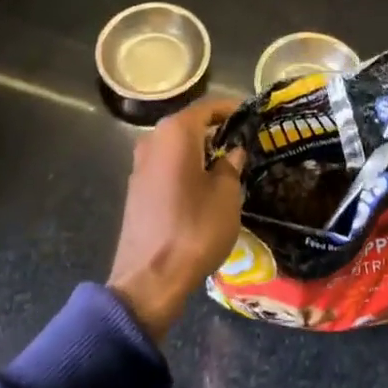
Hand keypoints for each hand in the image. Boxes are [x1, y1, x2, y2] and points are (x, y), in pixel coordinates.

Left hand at [108, 98, 245, 342]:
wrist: (148, 280)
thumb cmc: (194, 229)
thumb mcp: (226, 195)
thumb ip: (231, 166)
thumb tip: (232, 152)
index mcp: (176, 132)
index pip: (208, 106)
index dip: (231, 109)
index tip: (251, 115)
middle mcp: (154, 140)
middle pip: (190, 124)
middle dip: (216, 130)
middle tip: (242, 142)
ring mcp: (140, 164)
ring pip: (176, 146)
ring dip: (199, 151)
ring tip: (226, 165)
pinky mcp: (136, 189)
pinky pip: (166, 165)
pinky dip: (185, 167)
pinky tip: (202, 186)